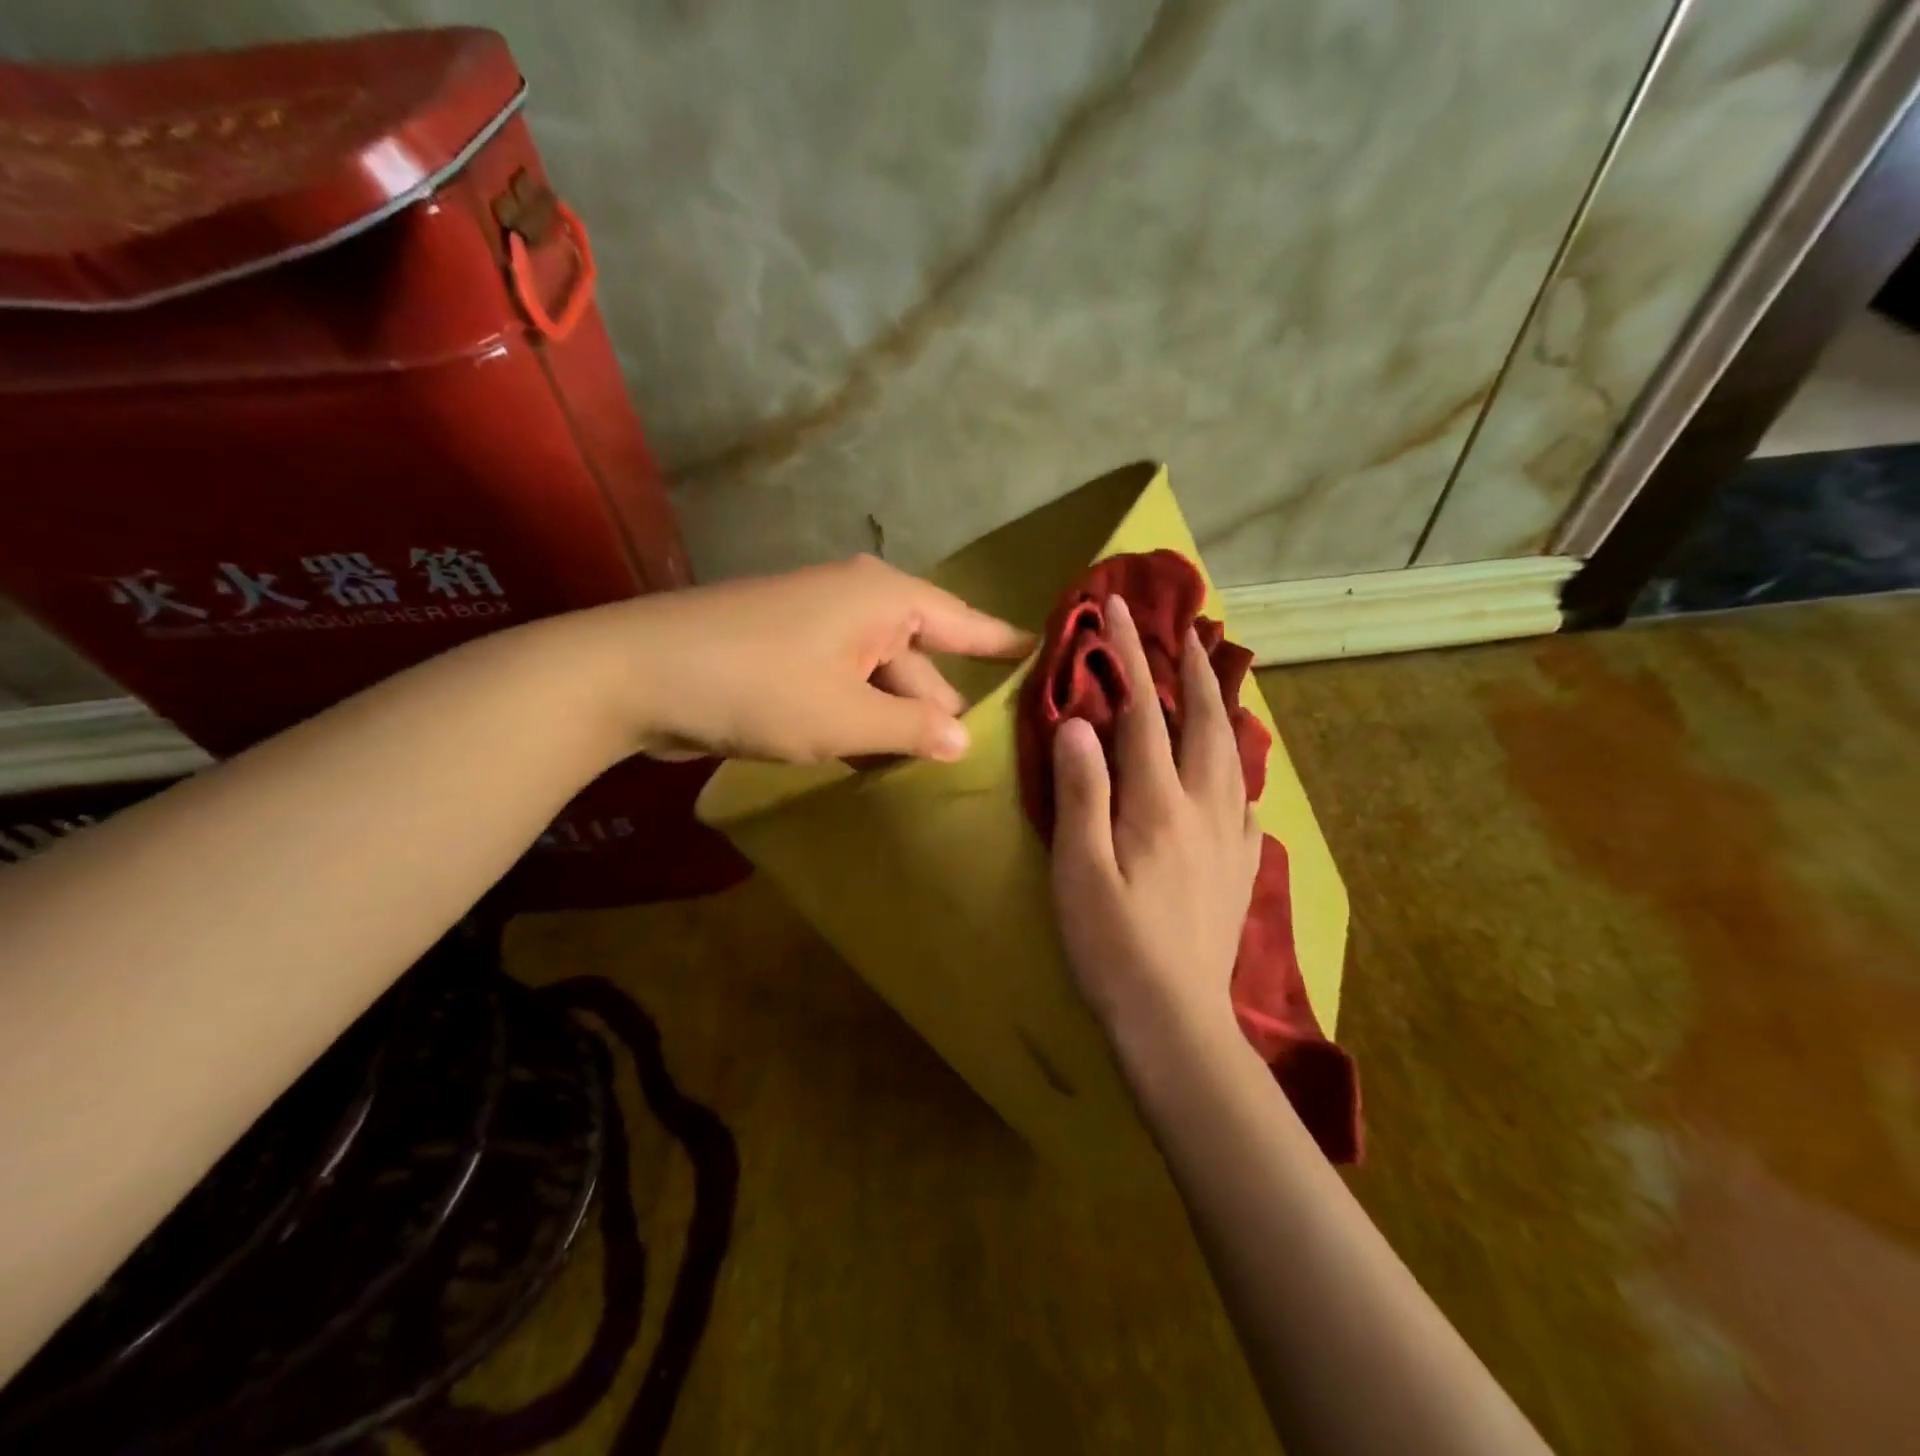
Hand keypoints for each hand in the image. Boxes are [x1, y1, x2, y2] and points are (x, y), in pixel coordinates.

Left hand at [595, 555, 1030, 763]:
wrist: (636, 674)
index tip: (1044, 653)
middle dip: (943, 708)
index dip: (1005, 644)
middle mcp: (858, 603)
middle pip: (922, 660)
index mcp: (886, 600)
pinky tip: (874, 760)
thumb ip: (912, 730)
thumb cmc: (759, 686)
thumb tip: (963, 740)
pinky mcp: (787, 655)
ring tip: (932, 772)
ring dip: (898, 722)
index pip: (967, 622)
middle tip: (984, 758)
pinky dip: (861, 720)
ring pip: (880, 679)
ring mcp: (819, 628)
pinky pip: (845, 687)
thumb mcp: (847, 717)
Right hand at [1049, 595, 1262, 1047]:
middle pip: (1204, 722)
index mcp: (1158, 804)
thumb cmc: (1113, 946)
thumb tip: (1079, 723)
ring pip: (1234, 754)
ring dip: (1223, 707)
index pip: (1144, 713)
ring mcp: (1231, 837)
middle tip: (1186, 629)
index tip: (1117, 612)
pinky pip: (1247, 799)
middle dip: (1192, 670)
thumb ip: (1081, 793)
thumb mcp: (1079, 870)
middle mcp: (1205, 808)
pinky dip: (1240, 767)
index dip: (1130, 657)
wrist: (1175, 1019)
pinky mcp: (1241, 867)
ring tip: (1216, 678)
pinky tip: (1236, 771)